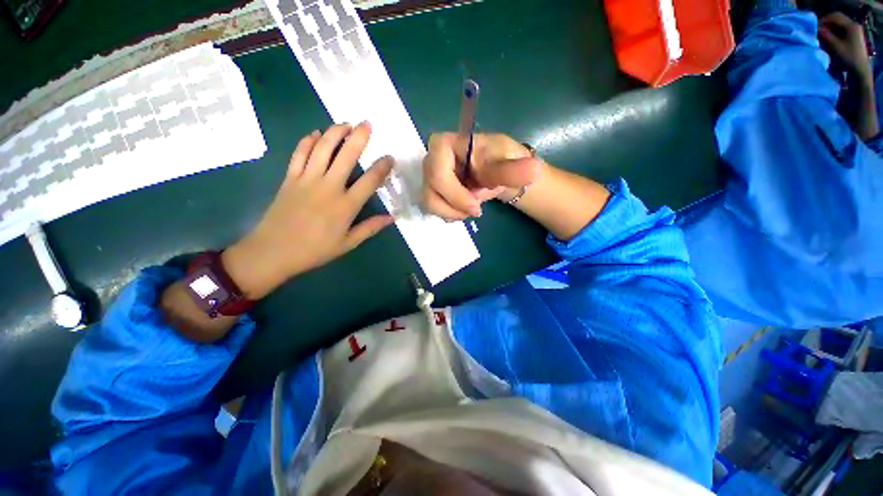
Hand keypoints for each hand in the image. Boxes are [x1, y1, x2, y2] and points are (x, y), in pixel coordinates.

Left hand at [223, 122, 393, 298]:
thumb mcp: (348, 243)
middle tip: (367, 123)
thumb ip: (371, 228)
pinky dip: (307, 141)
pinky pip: (299, 154)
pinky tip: (315, 133)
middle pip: (346, 156)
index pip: (370, 180)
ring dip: (334, 132)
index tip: (390, 157)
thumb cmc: (315, 250)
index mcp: (346, 205)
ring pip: (322, 148)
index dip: (382, 167)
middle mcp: (328, 187)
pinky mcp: (290, 178)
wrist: (273, 252)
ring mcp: (307, 180)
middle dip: (359, 137)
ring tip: (345, 123)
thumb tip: (392, 218)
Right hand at [422, 133, 542, 220]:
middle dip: (455, 206)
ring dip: (452, 213)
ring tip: (472, 209)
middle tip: (477, 209)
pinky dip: (450, 214)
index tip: (476, 206)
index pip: (437, 173)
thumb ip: (515, 169)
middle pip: (430, 191)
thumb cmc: (502, 160)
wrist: (499, 171)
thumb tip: (533, 170)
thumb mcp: (510, 163)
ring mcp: (430, 176)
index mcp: (445, 145)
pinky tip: (464, 209)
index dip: (454, 194)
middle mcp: (432, 160)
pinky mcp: (433, 190)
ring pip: (429, 203)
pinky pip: (433, 209)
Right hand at [819, 12, 871, 79]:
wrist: (860, 70)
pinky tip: (829, 38)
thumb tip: (816, 29)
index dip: (824, 20)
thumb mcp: (836, 47)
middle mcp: (853, 25)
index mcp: (851, 26)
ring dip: (829, 28)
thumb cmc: (848, 59)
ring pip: (838, 24)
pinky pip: (841, 29)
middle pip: (837, 19)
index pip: (834, 16)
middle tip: (817, 31)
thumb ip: (826, 36)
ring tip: (822, 36)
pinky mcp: (853, 36)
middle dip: (826, 24)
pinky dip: (833, 32)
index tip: (815, 27)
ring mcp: (854, 31)